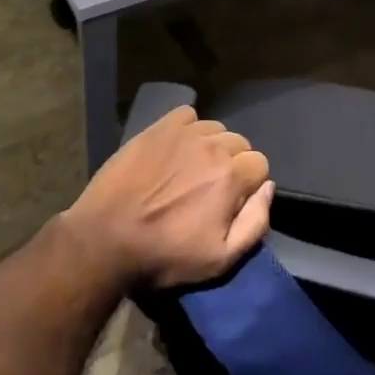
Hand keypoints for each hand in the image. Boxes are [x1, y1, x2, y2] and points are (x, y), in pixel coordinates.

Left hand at [60, 106, 274, 288]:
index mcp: (230, 176)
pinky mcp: (157, 127)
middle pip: (239, 143)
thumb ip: (255, 222)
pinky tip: (175, 149)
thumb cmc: (165, 254)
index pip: (260, 164)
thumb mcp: (220, 258)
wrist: (107, 237)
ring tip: (191, 169)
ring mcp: (183, 133)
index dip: (249, 184)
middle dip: (233, 164)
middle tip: (210, 188)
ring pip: (215, 129)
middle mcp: (211, 146)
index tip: (231, 202)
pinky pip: (187, 115)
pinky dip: (188, 128)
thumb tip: (267, 187)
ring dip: (211, 146)